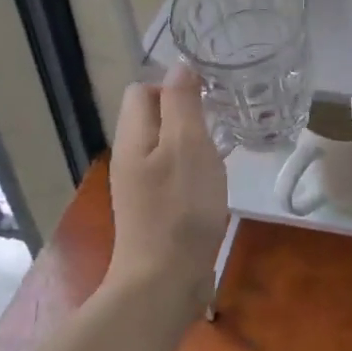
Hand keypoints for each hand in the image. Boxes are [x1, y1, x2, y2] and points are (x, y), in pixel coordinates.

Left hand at [108, 61, 228, 303]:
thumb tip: (179, 67)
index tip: (207, 97)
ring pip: (164, 147)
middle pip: (152, 117)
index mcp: (133, 137)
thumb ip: (183, 103)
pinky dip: (192, 170)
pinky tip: (212, 184)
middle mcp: (130, 159)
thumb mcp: (188, 146)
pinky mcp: (155, 211)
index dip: (173, 85)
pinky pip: (172, 174)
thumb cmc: (180, 209)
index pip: (142, 90)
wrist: (164, 283)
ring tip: (221, 150)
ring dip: (191, 142)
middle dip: (185, 112)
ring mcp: (140, 188)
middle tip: (220, 122)